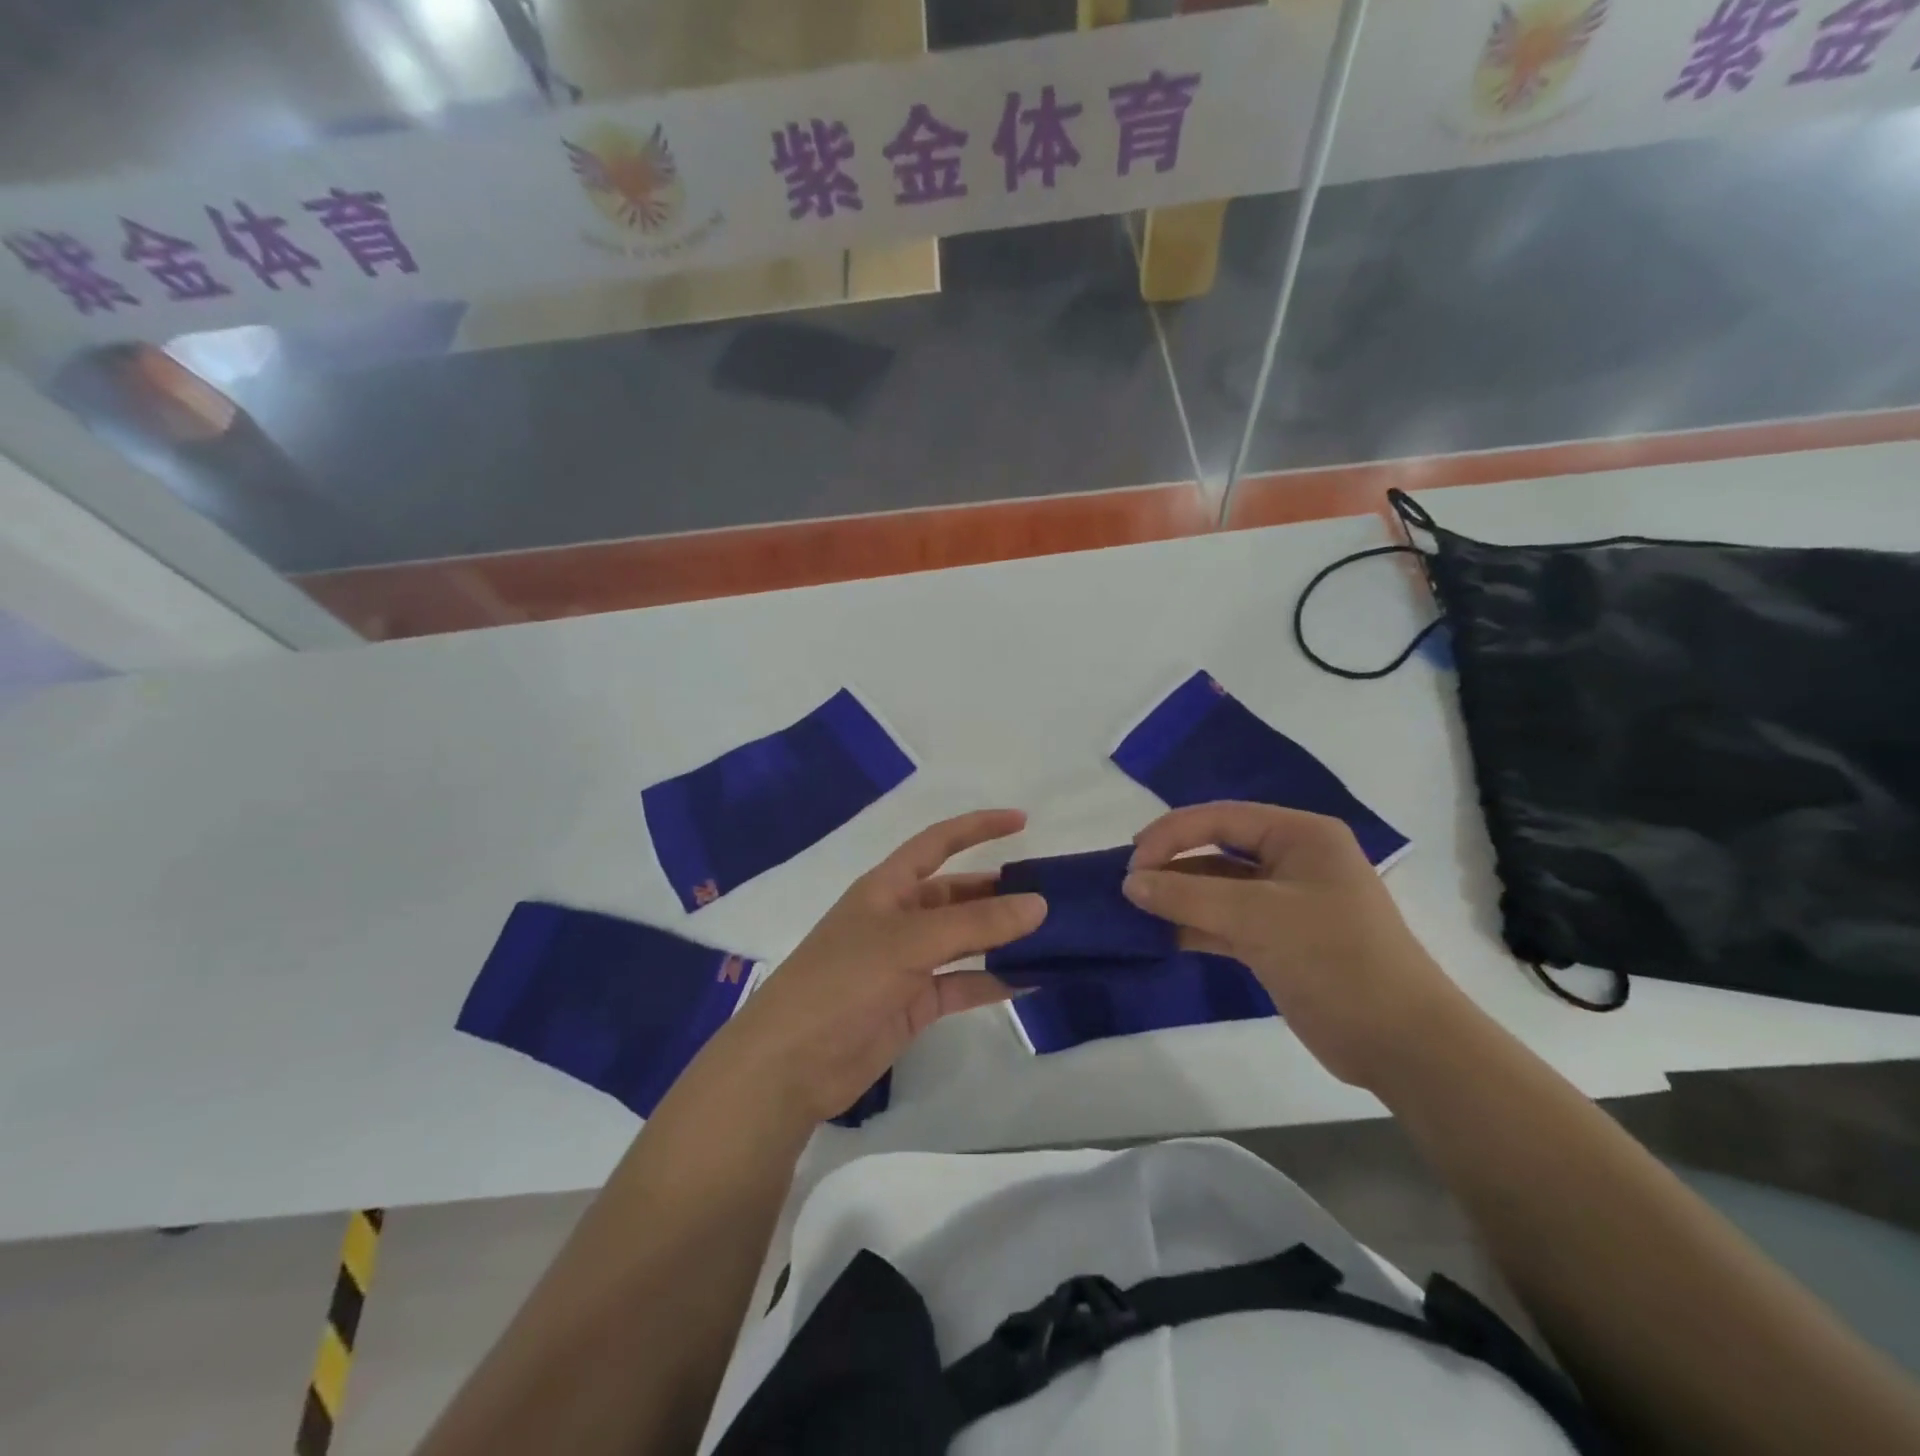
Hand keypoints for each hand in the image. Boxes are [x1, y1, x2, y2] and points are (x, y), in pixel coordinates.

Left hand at [703, 810, 1045, 1126]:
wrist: (791, 1063)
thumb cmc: (842, 981)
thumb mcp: (909, 942)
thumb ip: (975, 924)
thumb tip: (1038, 904)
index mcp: (888, 887)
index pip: (938, 843)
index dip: (977, 827)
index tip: (1022, 821)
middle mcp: (899, 919)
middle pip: (958, 895)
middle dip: (999, 892)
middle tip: (1052, 896)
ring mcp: (907, 964)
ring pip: (965, 941)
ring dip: (1003, 938)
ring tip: (1053, 936)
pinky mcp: (914, 1004)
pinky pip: (963, 985)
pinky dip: (994, 982)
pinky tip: (1032, 981)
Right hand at [1122, 802, 1468, 1088]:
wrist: (1401, 1043)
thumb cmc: (1336, 959)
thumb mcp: (1259, 919)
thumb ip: (1188, 896)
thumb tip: (1129, 883)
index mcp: (1301, 835)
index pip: (1222, 818)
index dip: (1172, 833)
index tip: (1132, 862)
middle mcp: (1292, 860)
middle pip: (1217, 849)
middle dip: (1172, 864)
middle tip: (1128, 885)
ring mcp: (1284, 903)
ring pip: (1217, 888)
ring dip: (1178, 897)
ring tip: (1133, 909)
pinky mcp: (1277, 941)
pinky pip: (1224, 921)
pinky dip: (1193, 925)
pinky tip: (1159, 935)